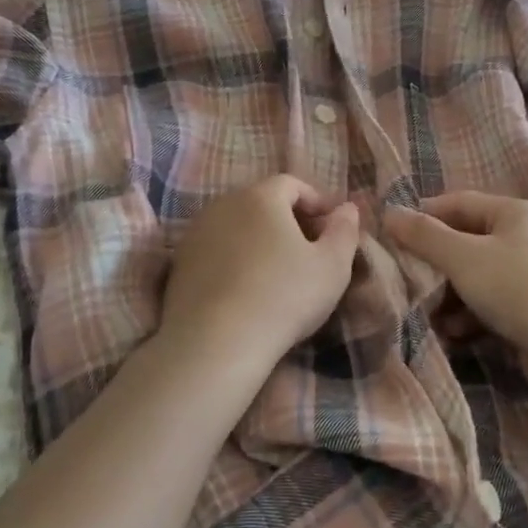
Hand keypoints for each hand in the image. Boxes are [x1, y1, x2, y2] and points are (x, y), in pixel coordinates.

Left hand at [157, 175, 360, 369]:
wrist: (215, 344)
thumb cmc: (284, 296)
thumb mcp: (332, 266)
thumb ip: (345, 230)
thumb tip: (347, 208)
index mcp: (261, 196)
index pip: (292, 184)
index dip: (316, 202)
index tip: (331, 229)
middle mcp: (224, 204)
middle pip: (262, 202)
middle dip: (288, 220)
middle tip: (309, 250)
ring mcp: (196, 234)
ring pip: (237, 226)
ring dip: (259, 240)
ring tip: (278, 272)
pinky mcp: (179, 265)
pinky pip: (216, 251)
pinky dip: (235, 260)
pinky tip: (247, 290)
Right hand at [386, 192, 527, 378]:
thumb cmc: (516, 288)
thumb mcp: (463, 257)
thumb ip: (424, 235)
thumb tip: (389, 212)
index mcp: (517, 212)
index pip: (460, 202)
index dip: (424, 216)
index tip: (393, 235)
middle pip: (468, 242)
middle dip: (436, 266)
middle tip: (408, 281)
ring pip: (478, 277)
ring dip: (450, 297)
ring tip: (429, 317)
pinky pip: (493, 303)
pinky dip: (471, 316)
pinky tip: (455, 335)